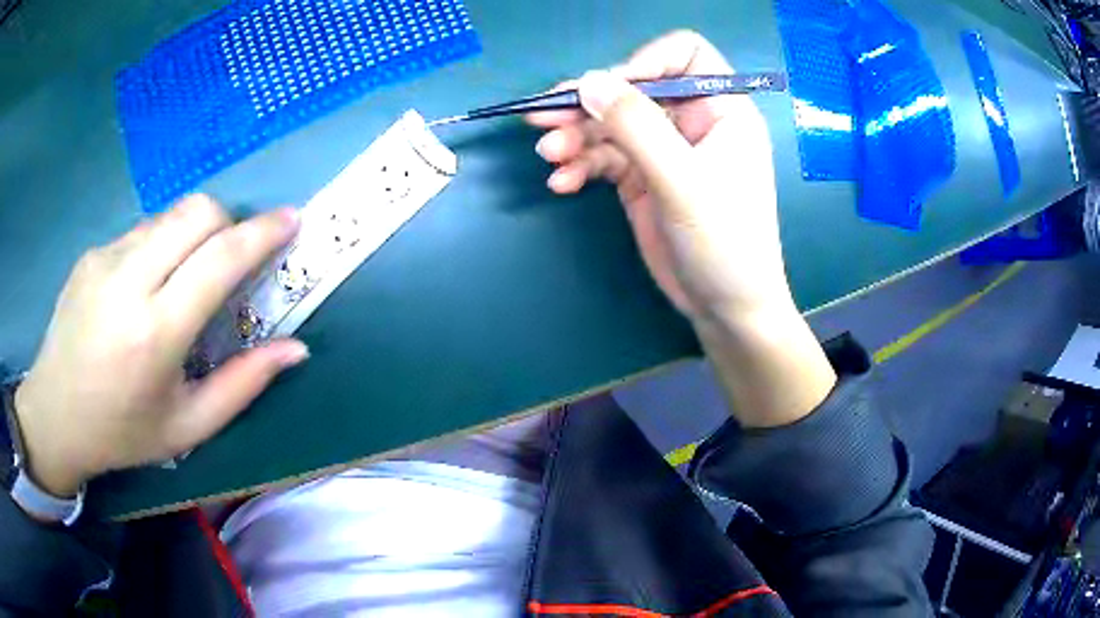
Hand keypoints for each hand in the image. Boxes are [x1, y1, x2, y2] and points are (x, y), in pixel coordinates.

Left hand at [14, 196, 308, 497]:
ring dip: (193, 233)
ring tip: (184, 277)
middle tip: (233, 256)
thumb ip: (243, 385)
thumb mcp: (187, 426)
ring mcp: (105, 259)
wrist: (55, 414)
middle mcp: (129, 282)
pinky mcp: (91, 252)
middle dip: (230, 222)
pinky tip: (145, 286)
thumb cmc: (123, 432)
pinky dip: (161, 244)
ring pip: (169, 215)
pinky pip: (141, 229)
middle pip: (197, 212)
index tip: (290, 220)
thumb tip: (296, 349)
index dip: (262, 232)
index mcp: (155, 333)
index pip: (220, 258)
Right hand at [528, 31, 836, 425]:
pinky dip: (581, 165)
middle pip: (633, 89)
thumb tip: (588, 81)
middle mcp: (691, 121)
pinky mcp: (642, 178)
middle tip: (543, 117)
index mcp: (721, 109)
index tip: (607, 88)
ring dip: (576, 136)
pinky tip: (562, 183)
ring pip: (611, 124)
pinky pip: (604, 157)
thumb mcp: (683, 182)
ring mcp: (664, 149)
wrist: (725, 308)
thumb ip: (637, 127)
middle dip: (589, 103)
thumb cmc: (725, 243)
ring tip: (549, 156)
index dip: (644, 62)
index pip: (683, 56)